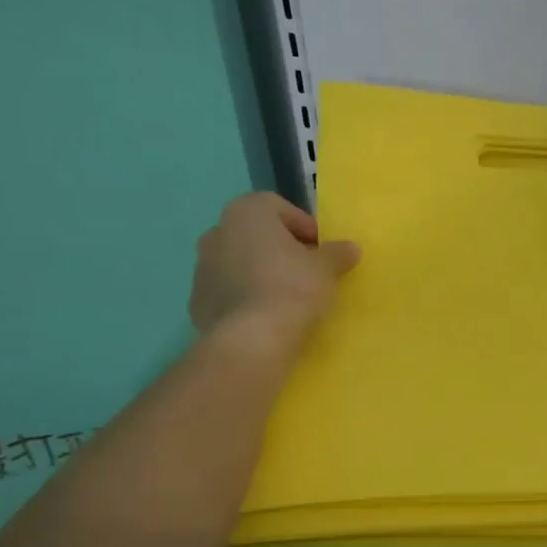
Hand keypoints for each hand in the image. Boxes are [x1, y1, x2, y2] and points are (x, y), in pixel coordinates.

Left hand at [187, 193, 359, 352]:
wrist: (252, 340)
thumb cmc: (292, 288)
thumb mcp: (327, 268)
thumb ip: (338, 253)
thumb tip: (349, 248)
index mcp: (246, 214)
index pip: (278, 207)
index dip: (304, 226)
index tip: (321, 250)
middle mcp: (217, 233)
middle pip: (256, 234)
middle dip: (281, 248)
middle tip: (307, 271)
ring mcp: (201, 268)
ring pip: (240, 262)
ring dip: (262, 272)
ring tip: (288, 296)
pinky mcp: (197, 301)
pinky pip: (229, 291)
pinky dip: (247, 297)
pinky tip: (267, 315)